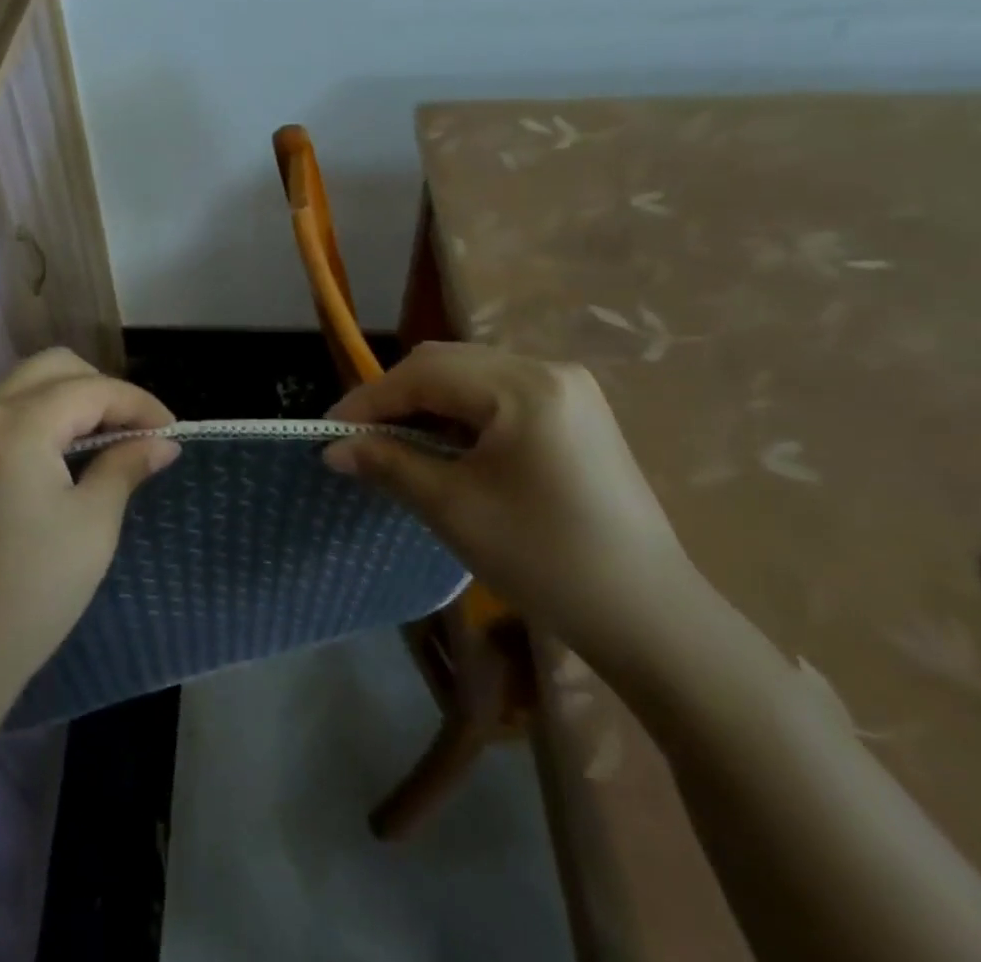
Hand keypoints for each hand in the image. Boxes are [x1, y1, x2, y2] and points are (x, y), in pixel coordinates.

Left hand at [0, 349, 179, 702]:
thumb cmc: (28, 595)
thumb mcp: (92, 525)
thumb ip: (126, 466)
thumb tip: (161, 443)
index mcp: (12, 425)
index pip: (89, 389)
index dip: (137, 404)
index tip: (169, 431)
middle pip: (48, 369)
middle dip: (97, 390)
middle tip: (130, 429)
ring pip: (11, 389)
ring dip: (57, 404)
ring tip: (90, 445)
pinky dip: (19, 425)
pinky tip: (39, 464)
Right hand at [325, 342, 692, 658]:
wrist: (649, 616)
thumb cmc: (545, 559)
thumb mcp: (454, 509)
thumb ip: (389, 465)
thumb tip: (333, 449)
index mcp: (524, 386)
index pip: (425, 373)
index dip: (371, 399)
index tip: (331, 431)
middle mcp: (548, 369)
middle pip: (449, 363)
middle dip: (397, 396)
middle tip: (361, 439)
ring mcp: (568, 389)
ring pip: (472, 376)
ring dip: (428, 403)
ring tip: (397, 444)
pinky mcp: (577, 412)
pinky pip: (500, 395)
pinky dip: (462, 414)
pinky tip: (447, 447)